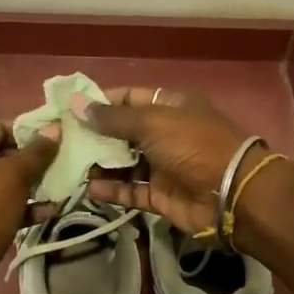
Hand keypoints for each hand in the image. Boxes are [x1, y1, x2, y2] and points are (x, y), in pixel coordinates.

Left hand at [0, 118, 59, 293]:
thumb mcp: (13, 176)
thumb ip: (36, 152)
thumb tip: (54, 129)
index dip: (28, 131)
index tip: (58, 139)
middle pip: (1, 154)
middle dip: (33, 161)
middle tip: (65, 163)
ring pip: (4, 183)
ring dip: (32, 186)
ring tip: (63, 186)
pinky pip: (2, 207)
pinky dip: (23, 208)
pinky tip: (49, 212)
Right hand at [81, 88, 266, 237]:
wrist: (233, 195)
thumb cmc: (193, 146)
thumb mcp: (152, 123)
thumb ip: (112, 118)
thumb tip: (75, 104)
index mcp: (170, 106)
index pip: (129, 98)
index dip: (100, 102)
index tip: (69, 108)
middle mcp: (166, 133)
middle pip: (123, 131)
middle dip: (93, 135)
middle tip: (59, 139)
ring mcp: (164, 166)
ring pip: (124, 162)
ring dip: (99, 164)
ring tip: (67, 164)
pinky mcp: (161, 196)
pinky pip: (130, 190)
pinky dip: (111, 190)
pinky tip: (87, 188)